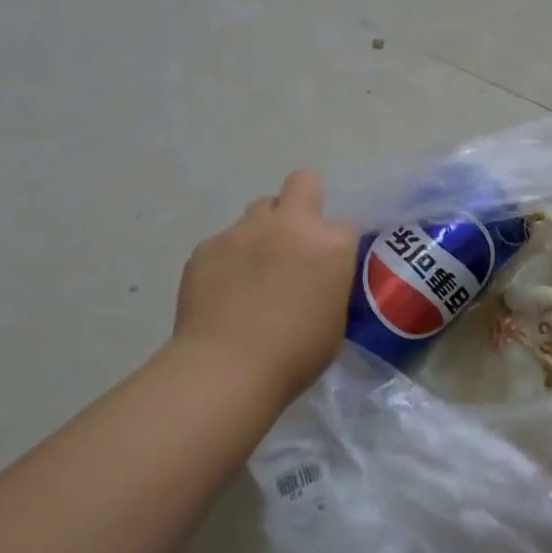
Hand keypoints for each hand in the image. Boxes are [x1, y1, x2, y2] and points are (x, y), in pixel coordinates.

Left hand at [172, 170, 358, 399]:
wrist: (226, 370)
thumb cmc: (295, 355)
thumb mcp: (335, 321)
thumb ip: (331, 286)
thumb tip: (319, 280)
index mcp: (330, 244)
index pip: (344, 224)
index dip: (336, 245)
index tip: (329, 267)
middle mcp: (290, 225)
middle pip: (302, 182)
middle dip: (303, 200)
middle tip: (295, 238)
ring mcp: (244, 231)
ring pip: (259, 209)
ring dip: (264, 230)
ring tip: (255, 268)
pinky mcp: (207, 246)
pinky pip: (224, 242)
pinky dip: (228, 260)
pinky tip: (223, 292)